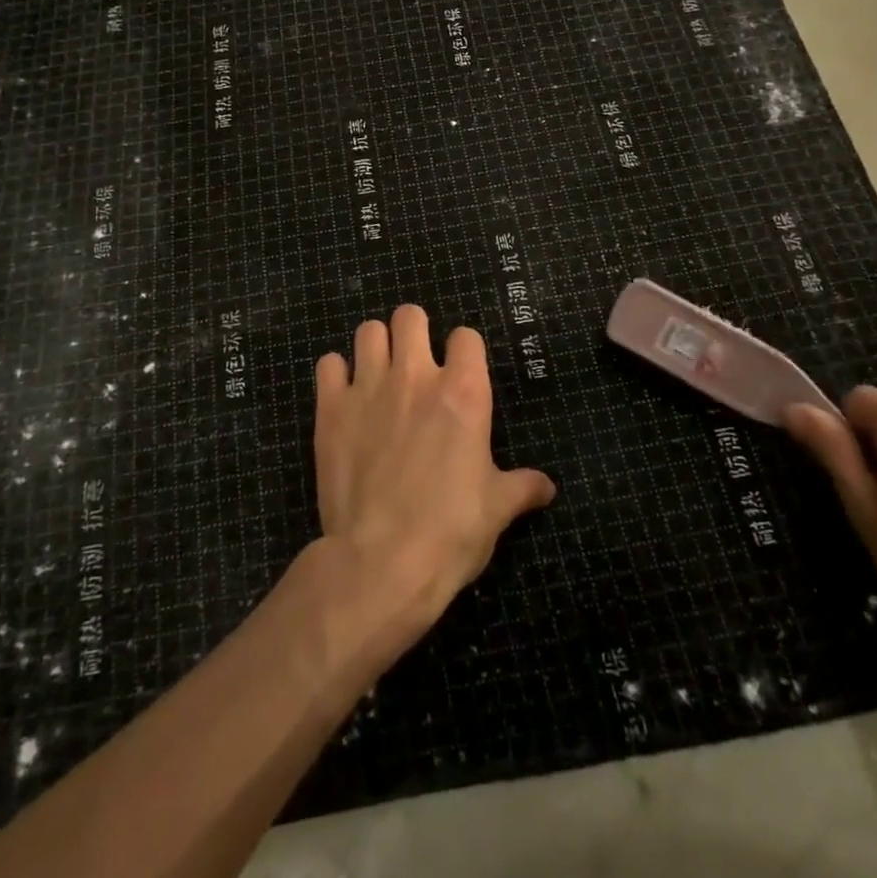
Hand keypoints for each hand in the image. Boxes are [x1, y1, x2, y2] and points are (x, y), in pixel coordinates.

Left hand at [313, 305, 556, 634]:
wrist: (381, 562)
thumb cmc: (451, 532)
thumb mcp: (497, 509)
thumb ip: (522, 487)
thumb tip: (548, 488)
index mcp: (463, 392)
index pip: (466, 336)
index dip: (464, 350)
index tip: (461, 372)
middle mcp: (415, 376)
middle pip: (411, 315)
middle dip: (414, 330)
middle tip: (414, 361)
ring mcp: (369, 388)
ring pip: (368, 331)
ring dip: (375, 345)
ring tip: (378, 372)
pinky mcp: (331, 409)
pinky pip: (328, 365)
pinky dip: (336, 374)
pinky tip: (343, 395)